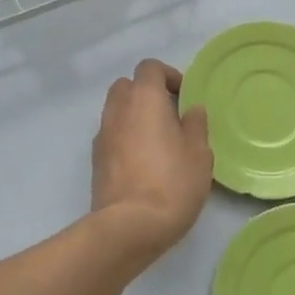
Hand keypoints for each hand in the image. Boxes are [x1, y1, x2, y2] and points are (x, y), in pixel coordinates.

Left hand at [90, 59, 212, 261]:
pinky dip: (124, 138)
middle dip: (146, 93)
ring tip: (157, 142)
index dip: (168, 76)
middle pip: (127, 86)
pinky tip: (143, 163)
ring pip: (116, 111)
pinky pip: (111, 135)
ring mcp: (102, 135)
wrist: (129, 227)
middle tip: (169, 116)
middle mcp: (118, 110)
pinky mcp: (95, 160)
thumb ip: (195, 125)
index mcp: (144, 99)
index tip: (184, 96)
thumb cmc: (172, 183)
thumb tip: (191, 109)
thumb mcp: (199, 154)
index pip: (149, 67)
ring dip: (134, 117)